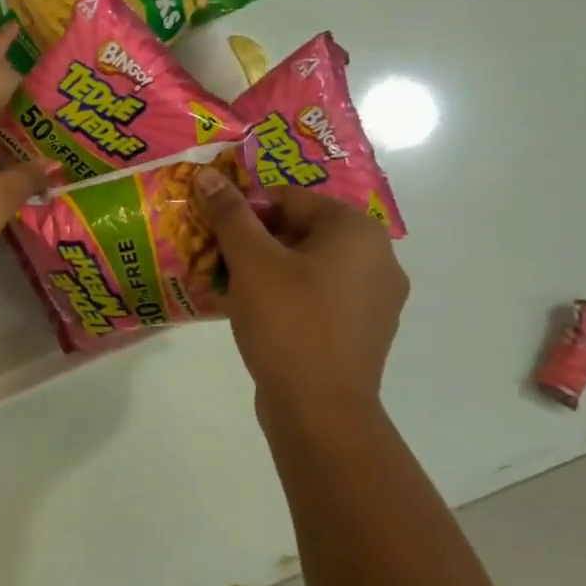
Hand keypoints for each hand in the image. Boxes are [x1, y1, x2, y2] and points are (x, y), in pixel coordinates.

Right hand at [193, 168, 407, 428]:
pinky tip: (259, 314)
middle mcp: (378, 257)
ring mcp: (376, 298)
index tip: (213, 231)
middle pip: (301, 230)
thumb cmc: (288, 323)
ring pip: (309, 265)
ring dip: (268, 269)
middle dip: (255, 240)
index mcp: (357, 231)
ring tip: (231, 286)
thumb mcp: (251, 261)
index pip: (289, 199)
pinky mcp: (364, 331)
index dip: (245, 210)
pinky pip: (320, 296)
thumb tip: (208, 175)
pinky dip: (289, 296)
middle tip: (217, 258)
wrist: (320, 410)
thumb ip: (230, 214)